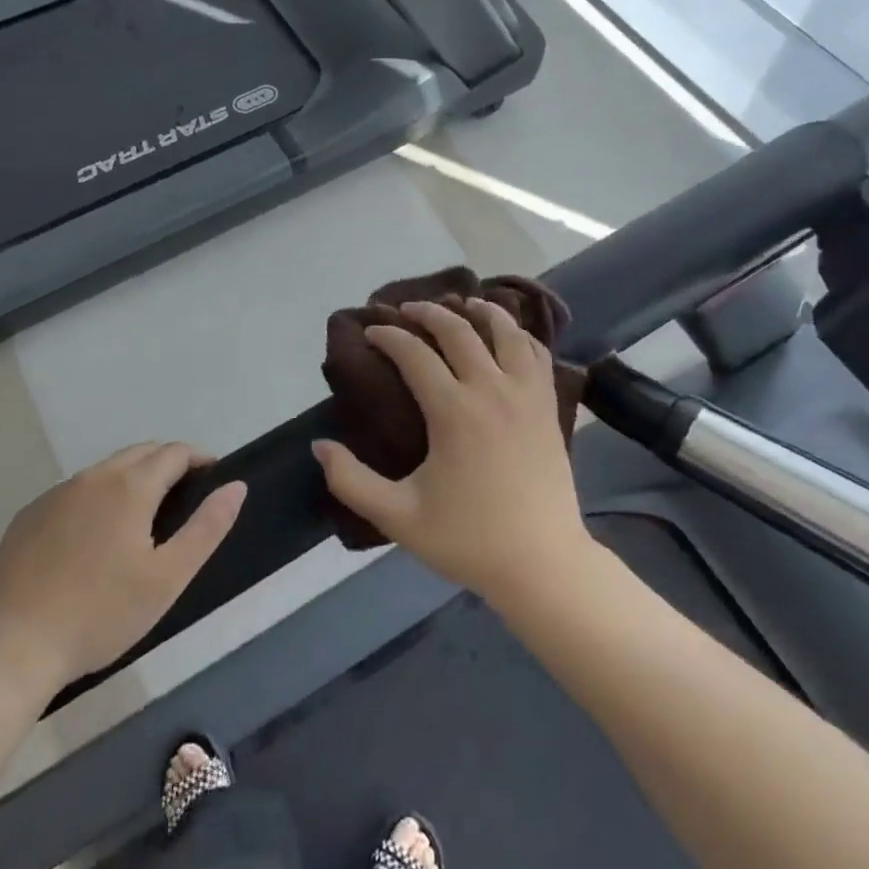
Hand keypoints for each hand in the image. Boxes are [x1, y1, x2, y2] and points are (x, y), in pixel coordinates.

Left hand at [0, 442, 246, 703]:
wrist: (10, 649)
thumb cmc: (100, 614)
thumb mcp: (167, 578)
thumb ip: (207, 527)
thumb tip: (236, 485)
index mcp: (130, 486)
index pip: (174, 452)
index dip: (198, 458)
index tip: (211, 476)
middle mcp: (93, 477)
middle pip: (140, 453)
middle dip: (166, 464)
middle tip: (182, 496)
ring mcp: (55, 495)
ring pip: (105, 471)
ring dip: (130, 479)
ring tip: (141, 517)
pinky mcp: (27, 517)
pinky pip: (73, 493)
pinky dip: (95, 499)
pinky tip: (92, 538)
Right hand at [313, 299, 590, 603]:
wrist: (542, 564)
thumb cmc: (468, 540)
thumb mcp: (399, 517)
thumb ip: (351, 481)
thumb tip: (319, 446)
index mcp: (453, 411)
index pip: (414, 354)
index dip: (389, 336)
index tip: (372, 332)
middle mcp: (491, 389)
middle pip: (458, 330)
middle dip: (428, 313)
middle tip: (407, 310)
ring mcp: (526, 394)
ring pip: (505, 331)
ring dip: (480, 311)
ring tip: (462, 304)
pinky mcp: (549, 405)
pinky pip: (536, 353)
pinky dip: (519, 334)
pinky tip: (507, 335)